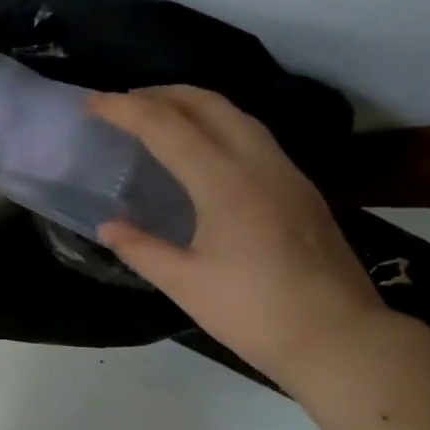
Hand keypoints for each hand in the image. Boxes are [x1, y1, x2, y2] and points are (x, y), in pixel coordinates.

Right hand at [90, 86, 386, 388]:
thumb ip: (141, 249)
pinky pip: (253, 135)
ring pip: (236, 114)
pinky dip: (218, 125)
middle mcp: (259, 163)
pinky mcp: (300, 188)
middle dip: (161, 93)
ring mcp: (286, 172)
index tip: (92, 104)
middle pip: (208, 103)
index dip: (126, 110)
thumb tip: (108, 226)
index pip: (167, 127)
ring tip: (158, 116)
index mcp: (225, 183)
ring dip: (193, 104)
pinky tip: (202, 149)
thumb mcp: (184, 284)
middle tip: (123, 103)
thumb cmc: (253, 313)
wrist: (337, 336)